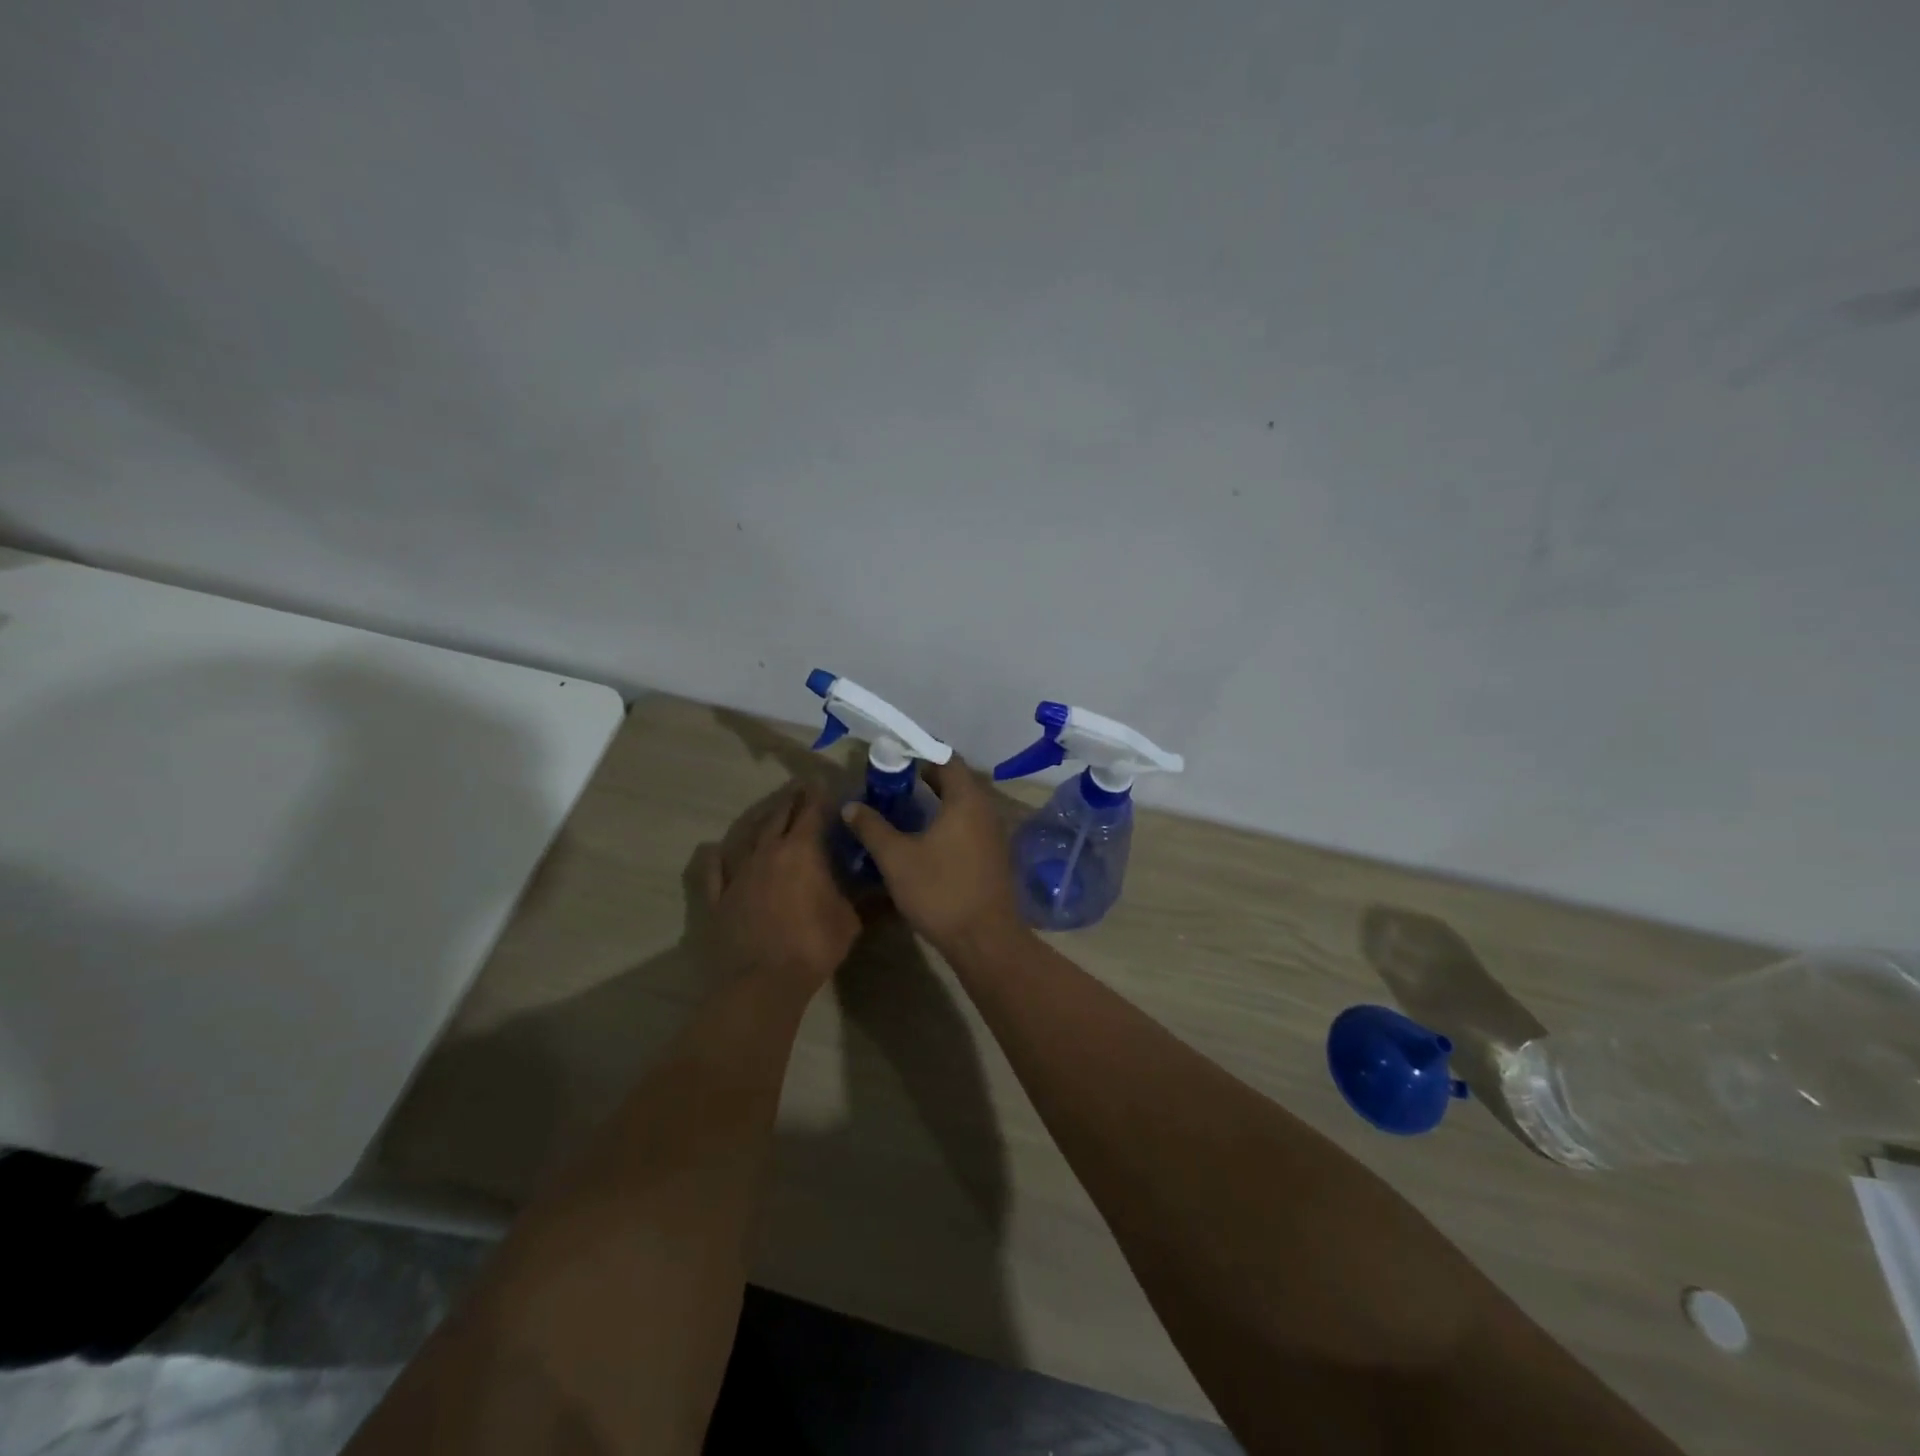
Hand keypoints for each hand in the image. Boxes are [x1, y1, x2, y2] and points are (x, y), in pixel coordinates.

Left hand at [702, 787, 859, 993]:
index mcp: (802, 851)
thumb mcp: (849, 920)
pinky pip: (714, 871)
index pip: (811, 812)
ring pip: (748, 837)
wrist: (763, 981)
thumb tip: (881, 886)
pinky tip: (714, 850)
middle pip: (779, 817)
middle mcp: (768, 852)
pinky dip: (716, 858)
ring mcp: (739, 873)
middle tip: (798, 789)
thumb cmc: (813, 945)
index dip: (818, 797)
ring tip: (769, 813)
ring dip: (761, 822)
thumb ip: (861, 897)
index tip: (823, 786)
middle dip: (790, 801)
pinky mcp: (719, 897)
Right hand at [840, 759, 1026, 955]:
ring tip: (903, 808)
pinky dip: (947, 821)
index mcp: (966, 799)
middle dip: (924, 777)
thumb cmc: (940, 891)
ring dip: (936, 801)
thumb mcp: (897, 859)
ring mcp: (993, 834)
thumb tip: (851, 806)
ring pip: (962, 805)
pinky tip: (924, 838)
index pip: (946, 759)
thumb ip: (873, 828)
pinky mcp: (993, 855)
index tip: (893, 759)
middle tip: (891, 783)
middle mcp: (985, 809)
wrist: (985, 939)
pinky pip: (968, 825)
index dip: (919, 754)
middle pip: (956, 780)